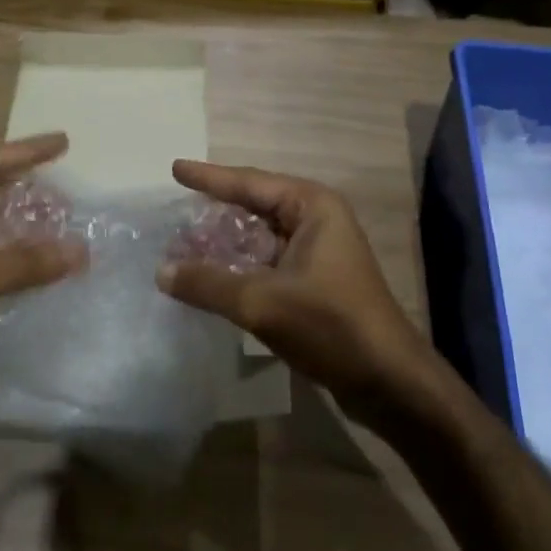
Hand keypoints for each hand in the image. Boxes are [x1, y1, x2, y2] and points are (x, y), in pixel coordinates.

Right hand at [158, 161, 442, 419]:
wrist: (389, 382)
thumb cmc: (330, 325)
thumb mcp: (262, 302)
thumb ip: (208, 284)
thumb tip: (161, 271)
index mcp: (312, 206)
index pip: (249, 183)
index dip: (209, 178)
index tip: (175, 168)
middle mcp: (316, 220)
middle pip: (254, 207)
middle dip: (214, 213)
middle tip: (174, 214)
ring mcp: (318, 252)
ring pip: (259, 238)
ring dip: (224, 245)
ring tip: (183, 247)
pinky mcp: (315, 283)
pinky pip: (266, 263)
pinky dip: (239, 268)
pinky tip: (211, 279)